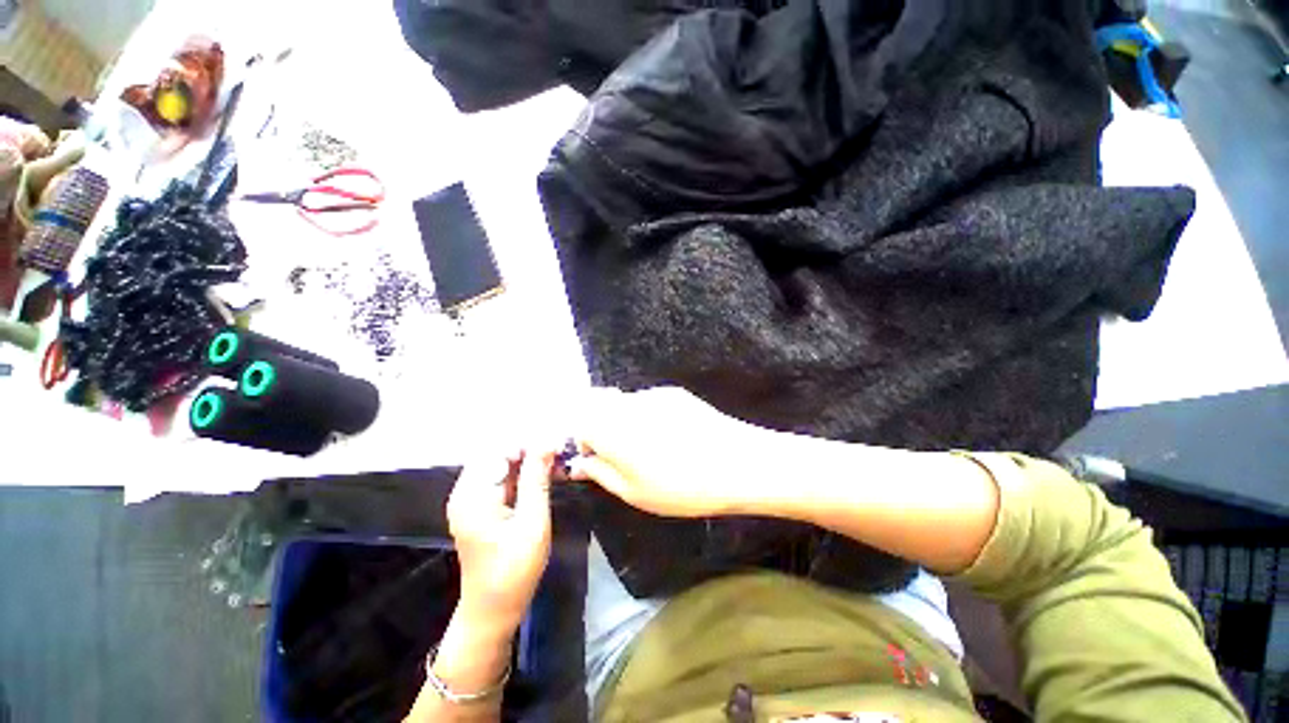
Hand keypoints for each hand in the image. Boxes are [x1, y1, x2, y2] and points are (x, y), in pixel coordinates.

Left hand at [446, 448, 553, 631]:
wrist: (492, 610)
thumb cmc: (514, 571)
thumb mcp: (532, 523)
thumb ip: (536, 480)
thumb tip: (546, 444)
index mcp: (474, 494)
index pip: (501, 449)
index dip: (530, 444)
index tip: (558, 447)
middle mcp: (466, 491)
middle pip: (499, 453)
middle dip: (530, 450)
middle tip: (560, 457)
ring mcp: (471, 498)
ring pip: (502, 464)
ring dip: (529, 461)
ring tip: (556, 465)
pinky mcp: (479, 506)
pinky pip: (502, 478)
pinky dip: (523, 474)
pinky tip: (543, 477)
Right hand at [570, 387, 785, 517]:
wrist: (736, 462)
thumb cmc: (680, 487)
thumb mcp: (634, 492)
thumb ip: (600, 473)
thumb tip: (579, 464)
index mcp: (610, 429)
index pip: (580, 423)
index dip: (585, 442)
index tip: (599, 460)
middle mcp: (626, 404)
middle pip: (598, 405)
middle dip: (601, 426)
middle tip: (621, 453)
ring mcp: (651, 394)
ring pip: (623, 402)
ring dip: (624, 420)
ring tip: (652, 446)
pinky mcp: (673, 392)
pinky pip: (648, 400)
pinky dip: (647, 414)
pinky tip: (672, 435)